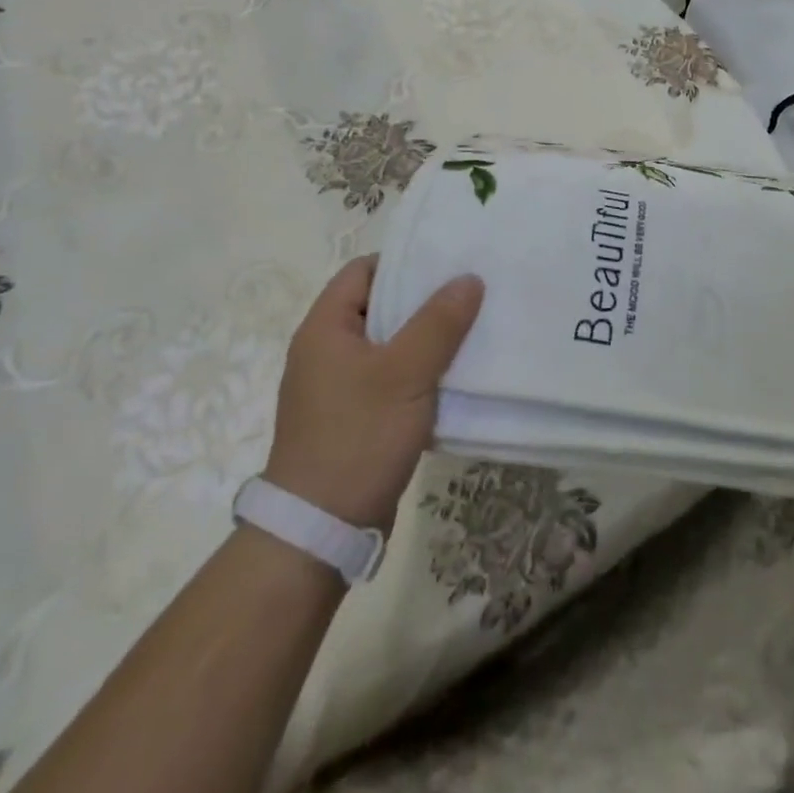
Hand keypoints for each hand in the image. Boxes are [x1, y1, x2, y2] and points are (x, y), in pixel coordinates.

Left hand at [264, 257, 484, 530]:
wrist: (320, 531)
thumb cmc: (358, 437)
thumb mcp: (405, 373)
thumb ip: (438, 322)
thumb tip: (468, 279)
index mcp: (325, 327)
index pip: (364, 271)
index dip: (404, 261)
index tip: (449, 263)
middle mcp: (327, 350)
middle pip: (379, 306)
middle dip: (425, 300)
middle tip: (472, 293)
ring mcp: (339, 387)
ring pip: (390, 345)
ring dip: (426, 339)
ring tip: (473, 330)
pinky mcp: (354, 417)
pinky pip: (391, 379)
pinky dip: (420, 373)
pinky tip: (455, 376)